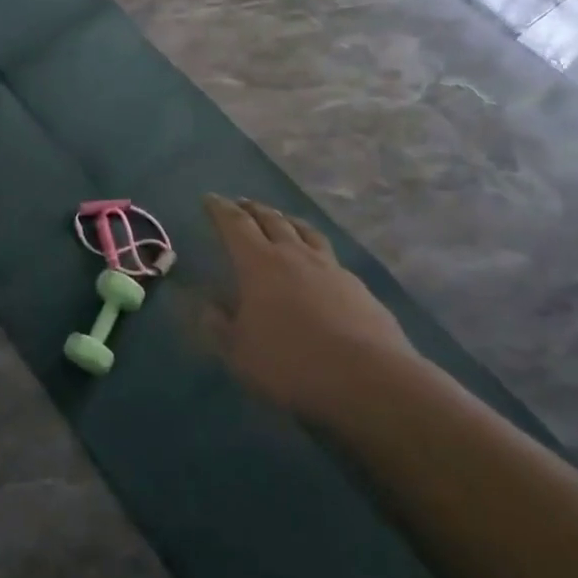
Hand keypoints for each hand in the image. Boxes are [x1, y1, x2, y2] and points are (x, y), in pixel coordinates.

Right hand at [203, 194, 412, 417]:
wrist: (369, 379)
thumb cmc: (291, 363)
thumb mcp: (239, 353)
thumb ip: (219, 326)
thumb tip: (210, 306)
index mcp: (258, 264)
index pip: (235, 225)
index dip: (220, 209)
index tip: (209, 198)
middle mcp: (294, 255)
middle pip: (271, 220)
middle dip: (252, 209)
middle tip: (241, 204)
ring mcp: (330, 268)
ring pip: (305, 231)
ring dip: (287, 220)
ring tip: (280, 219)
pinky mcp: (358, 287)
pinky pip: (330, 256)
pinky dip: (315, 250)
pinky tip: (318, 263)